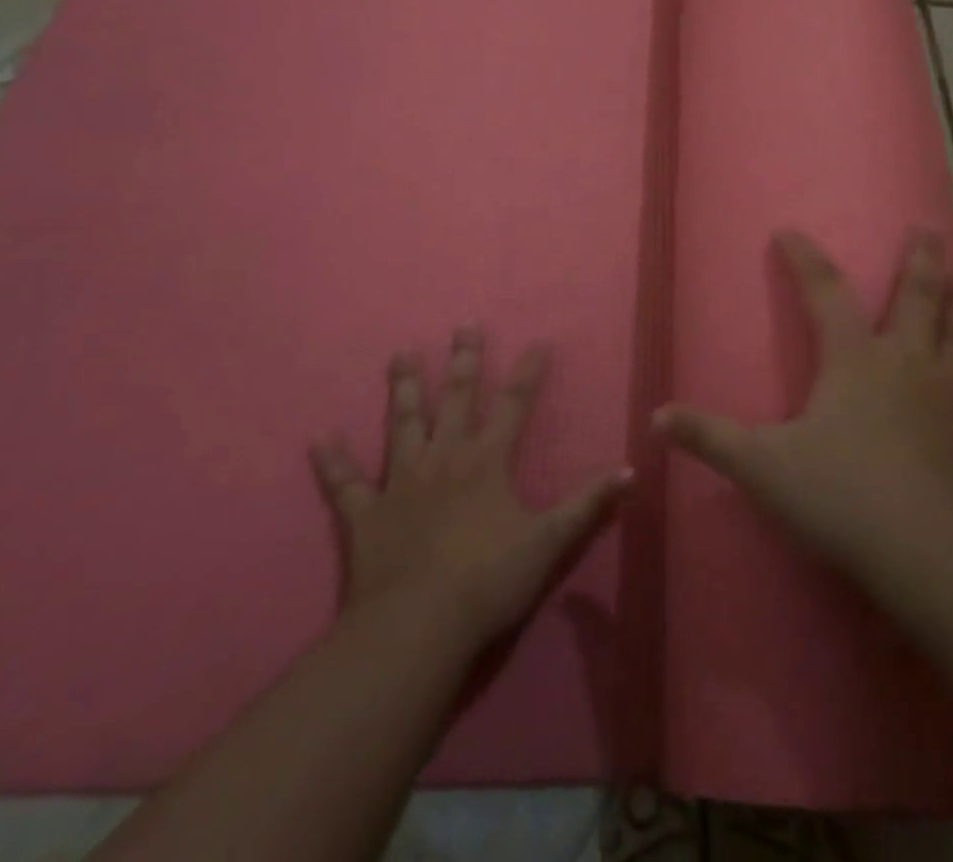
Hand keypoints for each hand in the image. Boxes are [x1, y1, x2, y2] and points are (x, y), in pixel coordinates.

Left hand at [312, 329, 630, 651]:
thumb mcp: (550, 542)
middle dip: (465, 360)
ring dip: (404, 388)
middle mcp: (445, 458)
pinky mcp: (366, 515)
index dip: (529, 372)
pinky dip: (332, 460)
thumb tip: (631, 470)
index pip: (515, 404)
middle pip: (457, 399)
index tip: (539, 342)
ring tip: (401, 353)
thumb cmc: (488, 581)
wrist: (417, 627)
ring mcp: (401, 483)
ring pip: (403, 424)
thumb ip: (588, 504)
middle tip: (464, 325)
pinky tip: (320, 437)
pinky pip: (345, 483)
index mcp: (487, 462)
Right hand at [654, 231, 952, 583]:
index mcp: (854, 358)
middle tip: (928, 229)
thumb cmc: (841, 496)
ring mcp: (951, 397)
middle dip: (919, 261)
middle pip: (916, 298)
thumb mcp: (762, 466)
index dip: (804, 259)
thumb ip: (709, 437)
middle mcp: (907, 363)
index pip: (824, 292)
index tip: (789, 232)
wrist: (928, 551)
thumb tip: (656, 416)